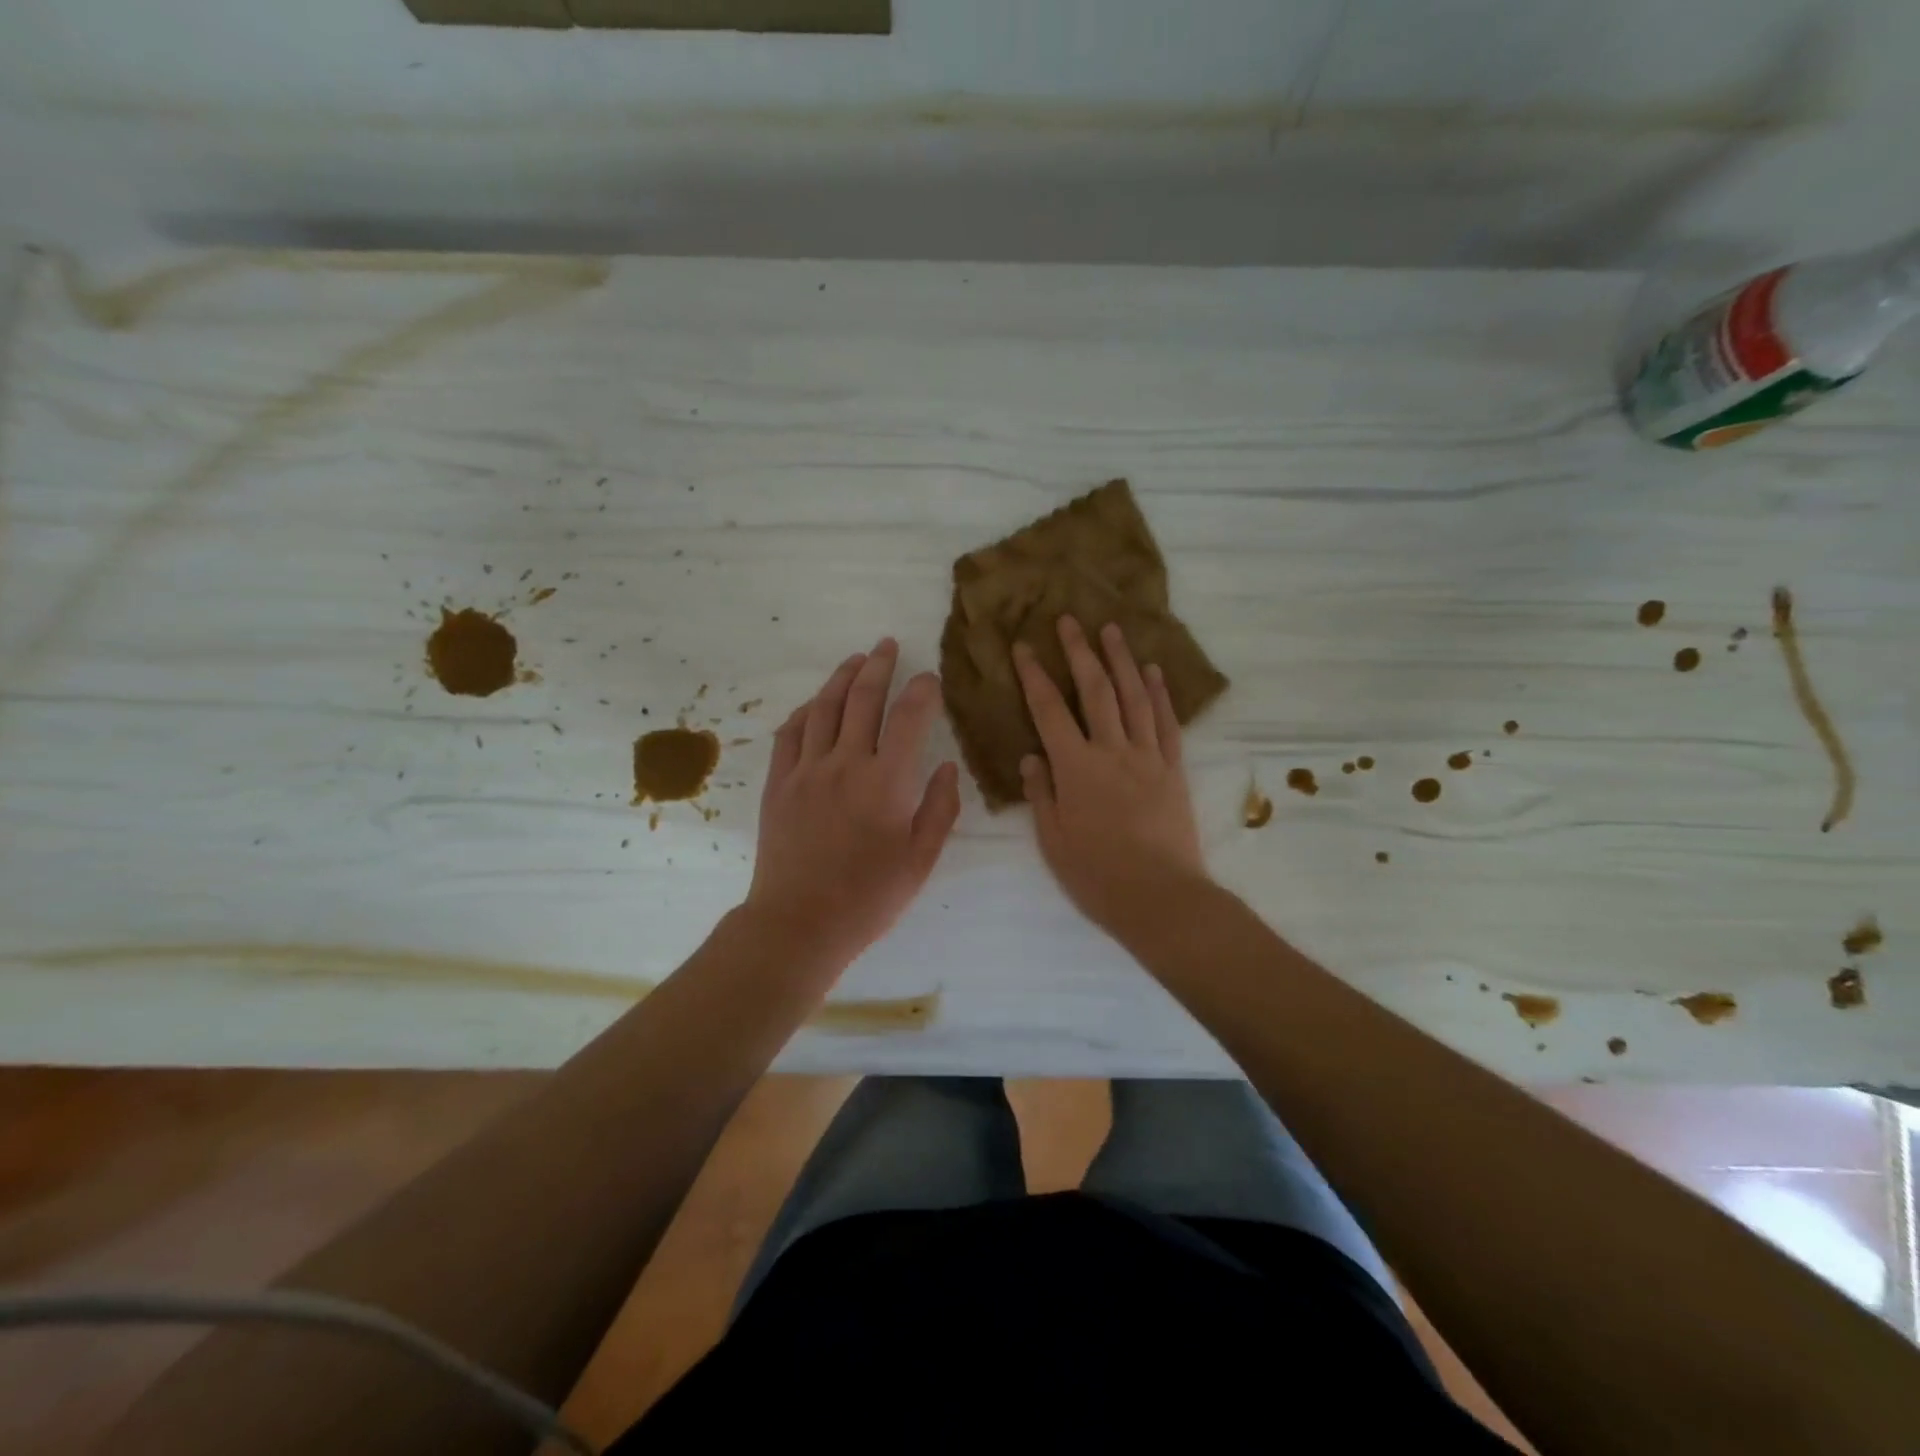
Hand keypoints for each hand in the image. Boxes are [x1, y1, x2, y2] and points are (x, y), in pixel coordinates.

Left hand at [745, 638, 961, 969]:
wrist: (799, 924)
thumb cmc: (868, 897)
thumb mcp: (920, 860)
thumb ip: (939, 808)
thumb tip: (946, 765)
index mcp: (886, 782)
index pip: (909, 717)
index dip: (923, 690)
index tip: (930, 678)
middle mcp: (845, 764)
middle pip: (863, 698)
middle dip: (879, 666)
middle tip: (887, 645)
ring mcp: (806, 770)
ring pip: (824, 708)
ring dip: (841, 678)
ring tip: (855, 660)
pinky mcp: (779, 784)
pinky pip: (790, 734)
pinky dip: (806, 711)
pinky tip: (815, 704)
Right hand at [1015, 616, 1206, 937]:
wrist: (1161, 897)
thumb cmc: (1097, 875)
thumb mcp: (1053, 840)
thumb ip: (1041, 794)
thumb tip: (1033, 756)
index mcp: (1076, 768)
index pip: (1049, 710)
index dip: (1035, 675)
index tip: (1024, 646)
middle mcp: (1112, 751)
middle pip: (1095, 691)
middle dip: (1079, 651)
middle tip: (1070, 619)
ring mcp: (1147, 757)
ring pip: (1134, 698)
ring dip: (1121, 660)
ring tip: (1112, 629)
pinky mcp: (1173, 770)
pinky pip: (1166, 723)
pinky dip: (1160, 694)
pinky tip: (1153, 672)